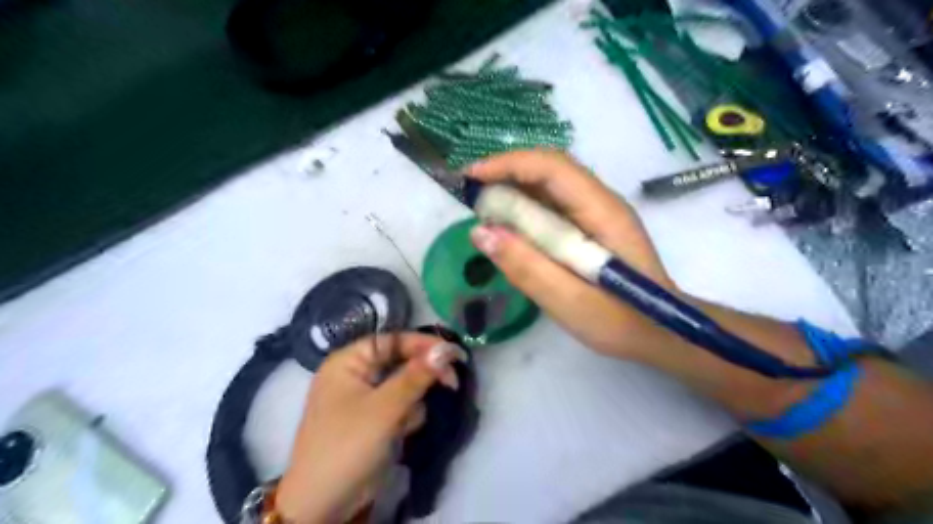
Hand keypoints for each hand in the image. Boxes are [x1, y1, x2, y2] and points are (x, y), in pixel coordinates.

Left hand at [274, 334, 465, 521]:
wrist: (324, 506)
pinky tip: (401, 433)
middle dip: (422, 374)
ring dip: (413, 400)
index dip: (423, 343)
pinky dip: (406, 416)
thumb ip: (417, 376)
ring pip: (404, 384)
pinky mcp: (373, 419)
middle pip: (400, 361)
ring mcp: (364, 398)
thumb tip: (446, 348)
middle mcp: (355, 374)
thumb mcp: (385, 409)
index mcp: (348, 362)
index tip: (453, 353)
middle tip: (451, 382)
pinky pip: (399, 405)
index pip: (392, 340)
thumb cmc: (348, 446)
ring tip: (405, 423)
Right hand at [467, 147, 678, 360]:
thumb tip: (480, 232)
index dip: (509, 164)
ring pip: (550, 184)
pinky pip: (553, 204)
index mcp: (603, 212)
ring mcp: (597, 212)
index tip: (471, 177)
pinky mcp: (591, 226)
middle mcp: (601, 202)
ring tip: (483, 210)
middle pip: (550, 168)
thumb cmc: (621, 323)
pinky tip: (509, 226)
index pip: (553, 167)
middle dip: (506, 172)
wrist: (662, 334)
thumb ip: (527, 268)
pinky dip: (526, 208)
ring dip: (514, 189)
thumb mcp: (570, 303)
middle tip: (471, 195)